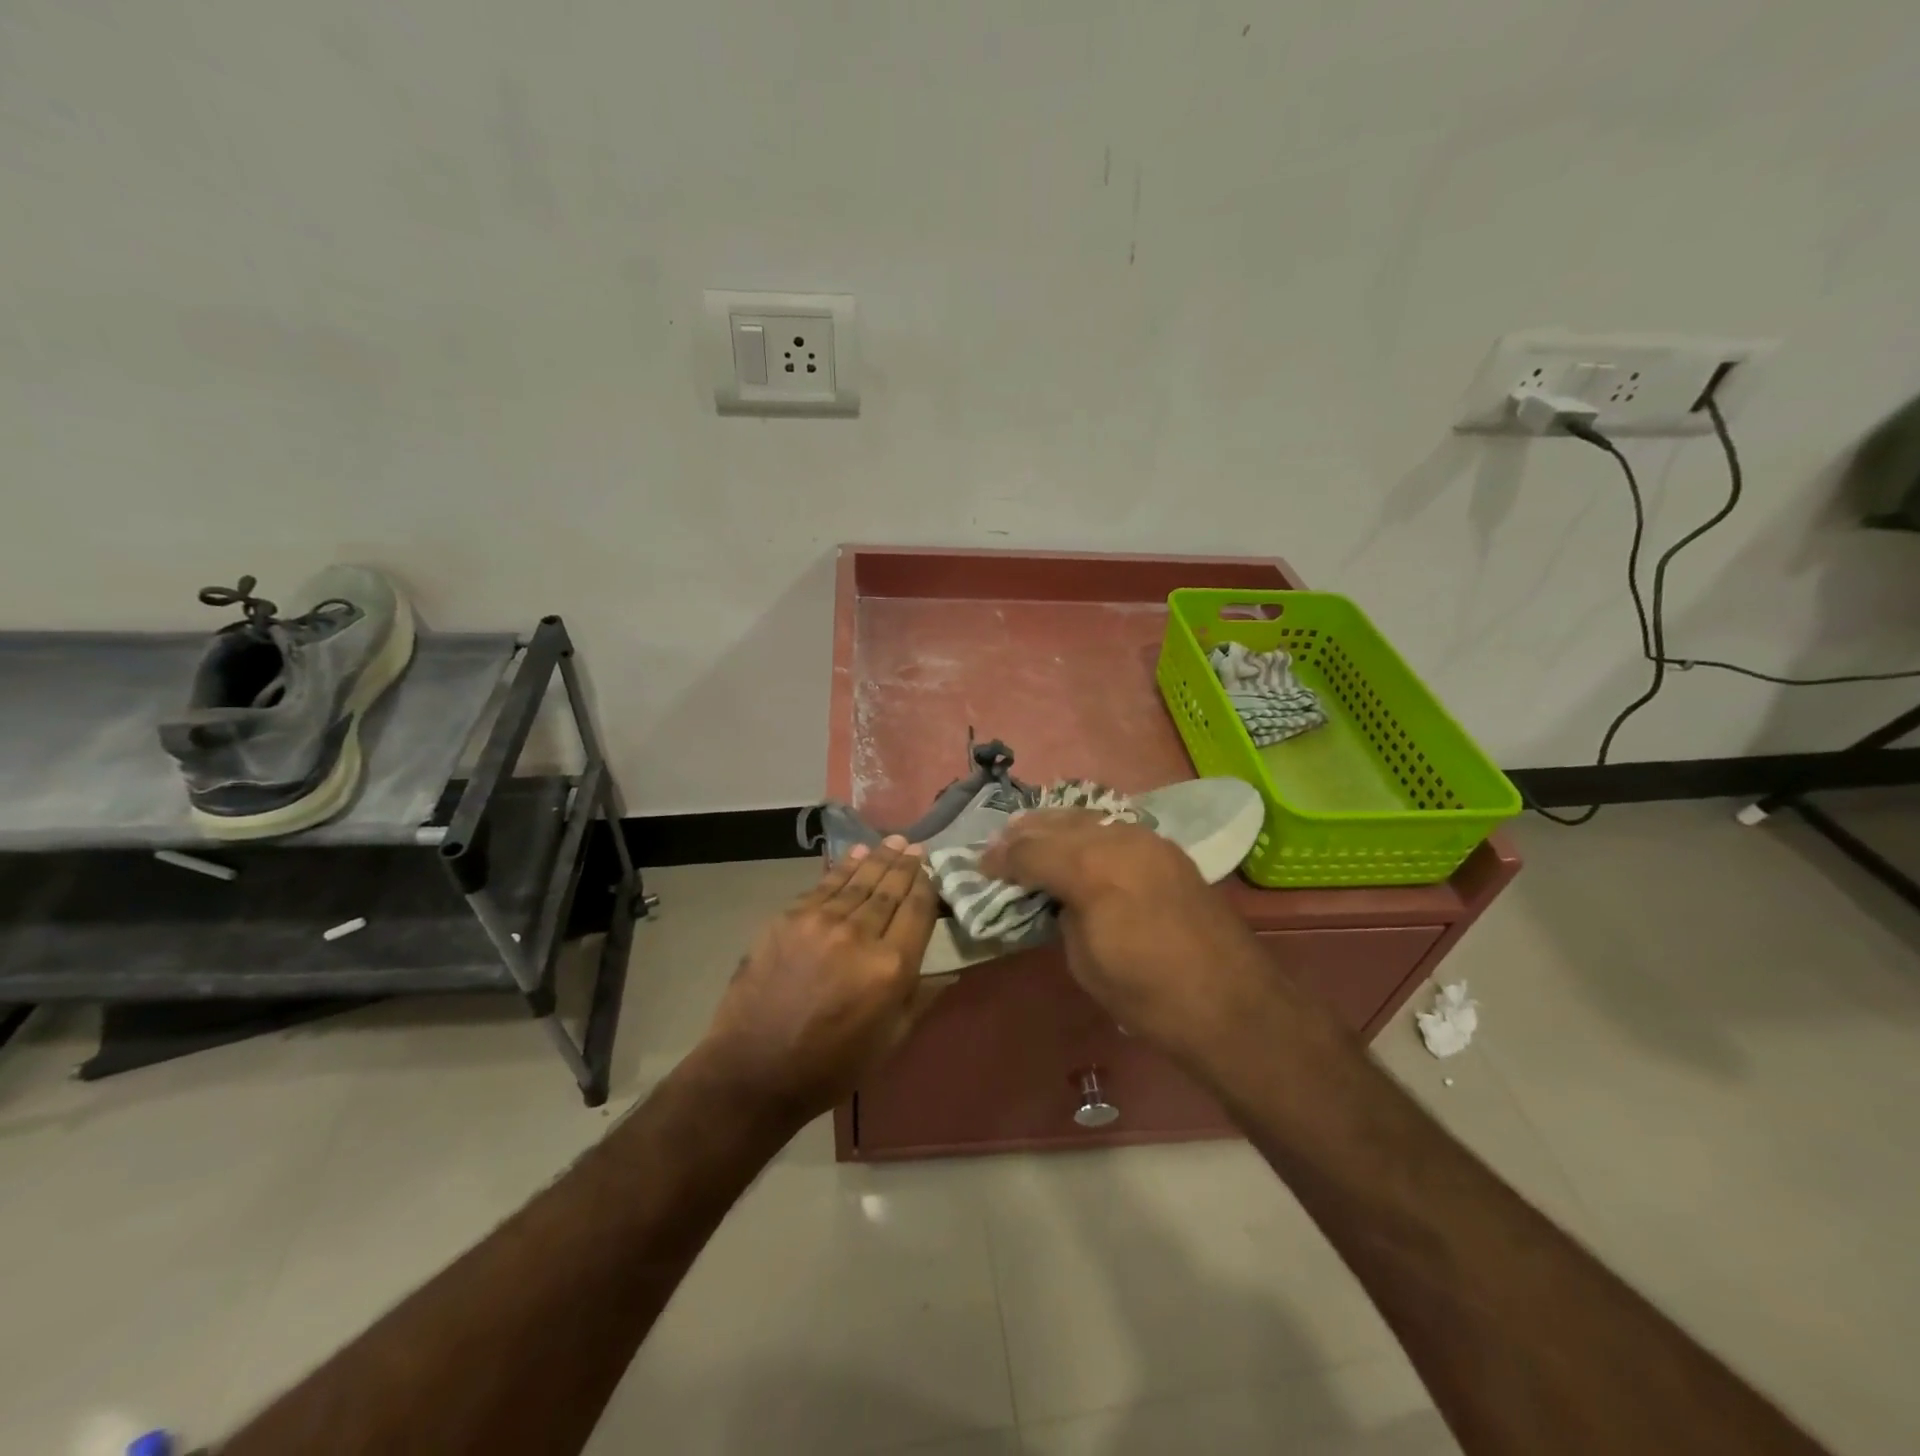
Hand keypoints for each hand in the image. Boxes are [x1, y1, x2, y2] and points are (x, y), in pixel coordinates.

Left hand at [697, 837, 943, 1121]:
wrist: (754, 1069)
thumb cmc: (831, 1065)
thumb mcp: (890, 1041)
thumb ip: (921, 997)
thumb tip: (951, 971)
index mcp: (891, 967)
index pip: (918, 911)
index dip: (927, 887)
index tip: (932, 871)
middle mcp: (859, 934)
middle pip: (889, 890)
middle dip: (905, 866)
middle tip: (915, 847)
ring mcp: (820, 922)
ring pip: (858, 882)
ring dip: (878, 859)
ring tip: (893, 842)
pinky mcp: (788, 918)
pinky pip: (824, 886)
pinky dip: (843, 869)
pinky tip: (855, 855)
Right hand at [978, 810, 1282, 1054]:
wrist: (1231, 1004)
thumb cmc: (1148, 996)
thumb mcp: (1084, 961)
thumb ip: (1062, 913)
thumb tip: (1057, 895)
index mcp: (1091, 870)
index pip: (1031, 851)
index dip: (1000, 859)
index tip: (981, 865)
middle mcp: (1118, 840)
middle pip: (1057, 824)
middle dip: (1024, 834)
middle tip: (999, 846)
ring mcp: (1148, 839)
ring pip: (1088, 817)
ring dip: (1055, 826)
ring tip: (1032, 836)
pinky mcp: (1168, 850)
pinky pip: (1115, 828)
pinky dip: (1088, 832)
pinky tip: (1077, 843)